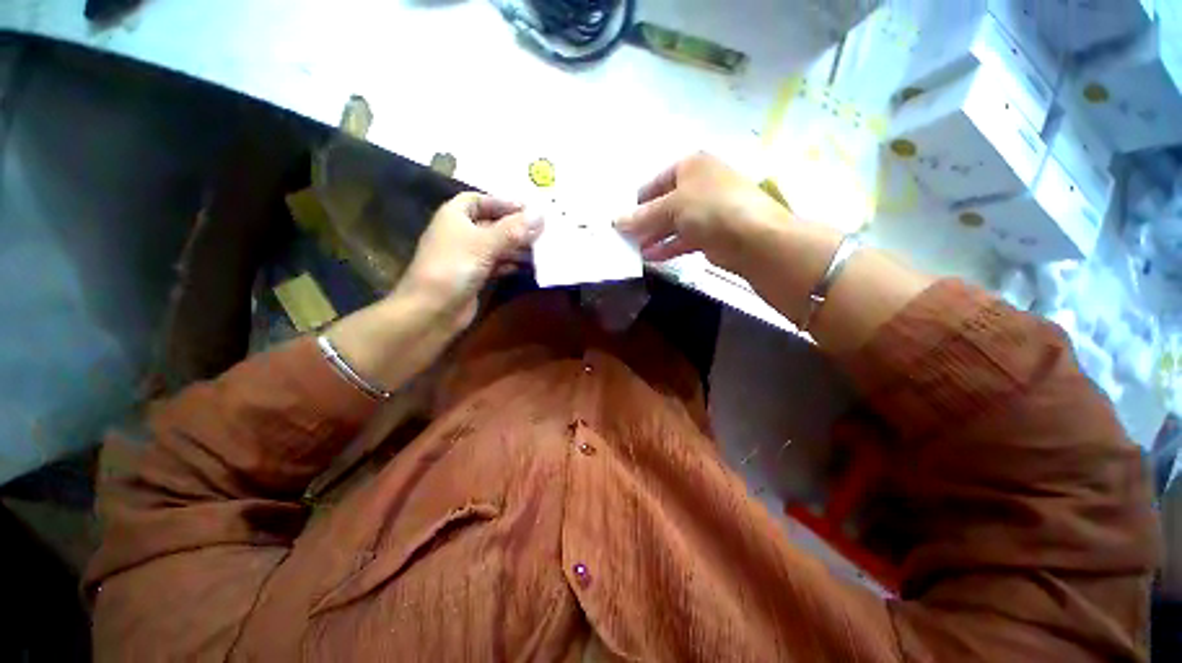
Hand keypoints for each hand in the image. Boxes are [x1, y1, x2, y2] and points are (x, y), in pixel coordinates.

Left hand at [397, 192, 542, 327]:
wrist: (433, 309)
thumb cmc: (455, 267)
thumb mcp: (485, 243)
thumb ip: (513, 229)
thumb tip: (540, 213)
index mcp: (455, 216)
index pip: (480, 200)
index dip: (502, 202)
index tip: (528, 208)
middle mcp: (461, 233)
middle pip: (492, 224)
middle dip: (516, 226)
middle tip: (543, 230)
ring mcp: (468, 256)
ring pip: (497, 245)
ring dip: (517, 246)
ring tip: (542, 248)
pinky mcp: (475, 276)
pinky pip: (497, 264)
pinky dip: (512, 263)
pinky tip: (529, 266)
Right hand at [614, 152, 791, 275]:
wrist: (753, 238)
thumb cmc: (710, 209)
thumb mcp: (671, 207)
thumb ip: (643, 216)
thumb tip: (617, 221)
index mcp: (691, 166)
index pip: (655, 183)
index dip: (637, 202)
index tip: (621, 221)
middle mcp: (699, 184)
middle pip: (663, 204)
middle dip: (644, 222)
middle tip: (624, 238)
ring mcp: (707, 210)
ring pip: (673, 224)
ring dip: (654, 237)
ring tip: (634, 250)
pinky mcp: (711, 234)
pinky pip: (683, 239)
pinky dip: (667, 247)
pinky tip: (650, 257)